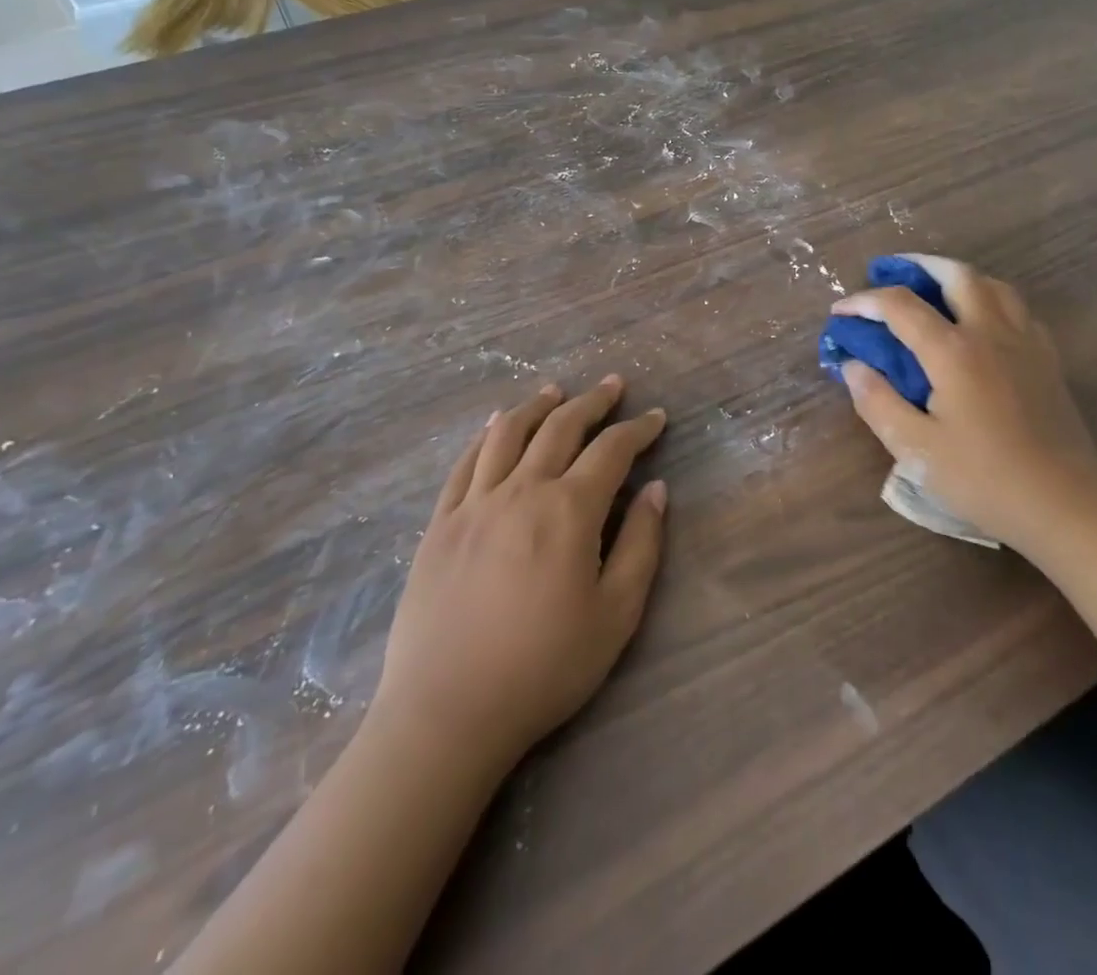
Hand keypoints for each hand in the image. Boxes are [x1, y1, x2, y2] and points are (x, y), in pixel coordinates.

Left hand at [374, 378, 667, 770]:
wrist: (446, 711)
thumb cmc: (544, 667)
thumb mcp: (615, 615)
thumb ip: (641, 544)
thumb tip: (655, 489)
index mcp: (569, 510)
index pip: (612, 450)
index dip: (638, 429)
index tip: (656, 417)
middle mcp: (521, 490)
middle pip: (560, 427)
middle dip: (592, 402)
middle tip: (612, 385)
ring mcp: (474, 503)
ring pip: (508, 433)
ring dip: (537, 406)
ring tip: (554, 391)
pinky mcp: (440, 523)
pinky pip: (465, 463)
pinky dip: (485, 435)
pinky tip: (495, 426)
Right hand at [831, 257, 1096, 548]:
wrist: (1064, 504)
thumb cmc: (984, 479)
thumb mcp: (916, 449)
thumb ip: (878, 402)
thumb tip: (853, 366)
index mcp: (954, 352)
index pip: (900, 306)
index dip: (864, 301)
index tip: (840, 312)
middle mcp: (991, 333)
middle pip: (956, 275)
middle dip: (918, 266)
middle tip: (890, 273)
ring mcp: (1026, 342)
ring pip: (993, 285)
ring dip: (957, 277)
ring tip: (934, 290)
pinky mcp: (1048, 359)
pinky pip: (1017, 309)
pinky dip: (990, 300)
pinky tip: (980, 323)